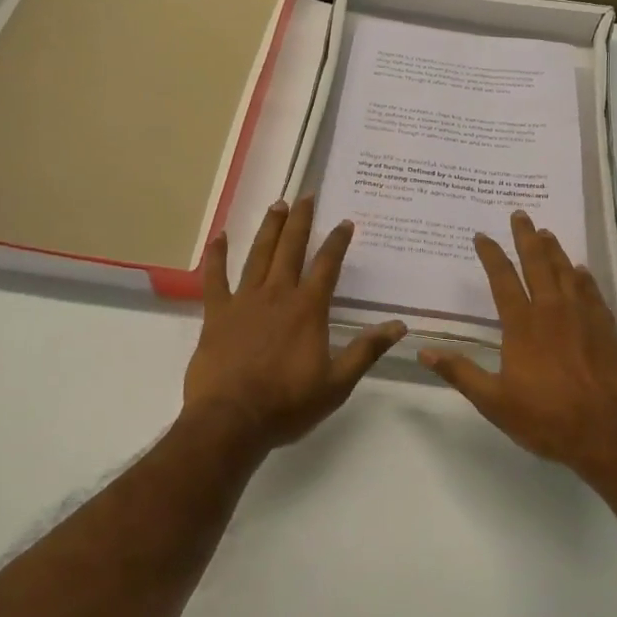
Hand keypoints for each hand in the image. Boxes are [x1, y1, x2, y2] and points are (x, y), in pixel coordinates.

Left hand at [183, 196, 404, 451]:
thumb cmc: (287, 404)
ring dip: (269, 228)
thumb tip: (399, 326)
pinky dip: (218, 256)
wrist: (231, 421)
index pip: (327, 266)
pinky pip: (216, 278)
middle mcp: (278, 295)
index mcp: (307, 309)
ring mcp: (245, 301)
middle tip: (306, 196)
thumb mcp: (337, 383)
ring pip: (258, 255)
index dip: (337, 242)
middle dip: (301, 221)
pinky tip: (220, 237)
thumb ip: (366, 351)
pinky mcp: (217, 313)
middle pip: (291, 249)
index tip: (345, 222)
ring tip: (277, 205)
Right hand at [420, 211, 616, 476]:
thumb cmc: (545, 418)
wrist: (606, 433)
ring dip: (555, 250)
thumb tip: (423, 352)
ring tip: (546, 233)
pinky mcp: (606, 329)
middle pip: (538, 263)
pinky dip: (584, 278)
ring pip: (567, 272)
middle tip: (520, 214)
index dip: (491, 255)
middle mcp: (552, 310)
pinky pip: (593, 293)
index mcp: (522, 324)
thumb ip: (460, 372)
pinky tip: (581, 271)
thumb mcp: (493, 401)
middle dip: (526, 237)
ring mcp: (583, 317)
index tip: (482, 235)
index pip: (503, 278)